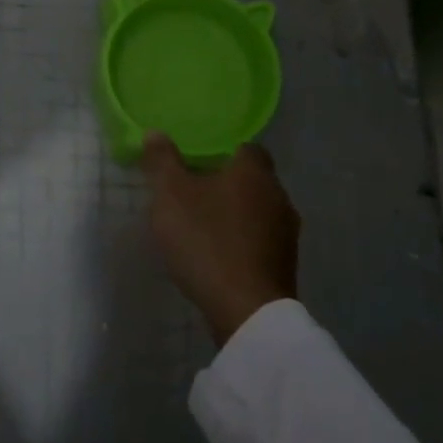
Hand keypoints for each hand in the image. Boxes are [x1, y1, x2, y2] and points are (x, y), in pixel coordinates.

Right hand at [141, 132, 298, 346]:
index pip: (246, 147)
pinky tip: (218, 254)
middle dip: (225, 184)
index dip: (222, 151)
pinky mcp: (285, 264)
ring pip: (257, 211)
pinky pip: (260, 240)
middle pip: (251, 180)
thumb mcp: (170, 196)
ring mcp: (287, 233)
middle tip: (192, 193)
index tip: (196, 162)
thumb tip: (155, 133)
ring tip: (202, 226)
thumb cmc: (207, 240)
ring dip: (234, 215)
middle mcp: (278, 196)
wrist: (246, 309)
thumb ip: (162, 162)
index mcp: (254, 172)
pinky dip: (241, 241)